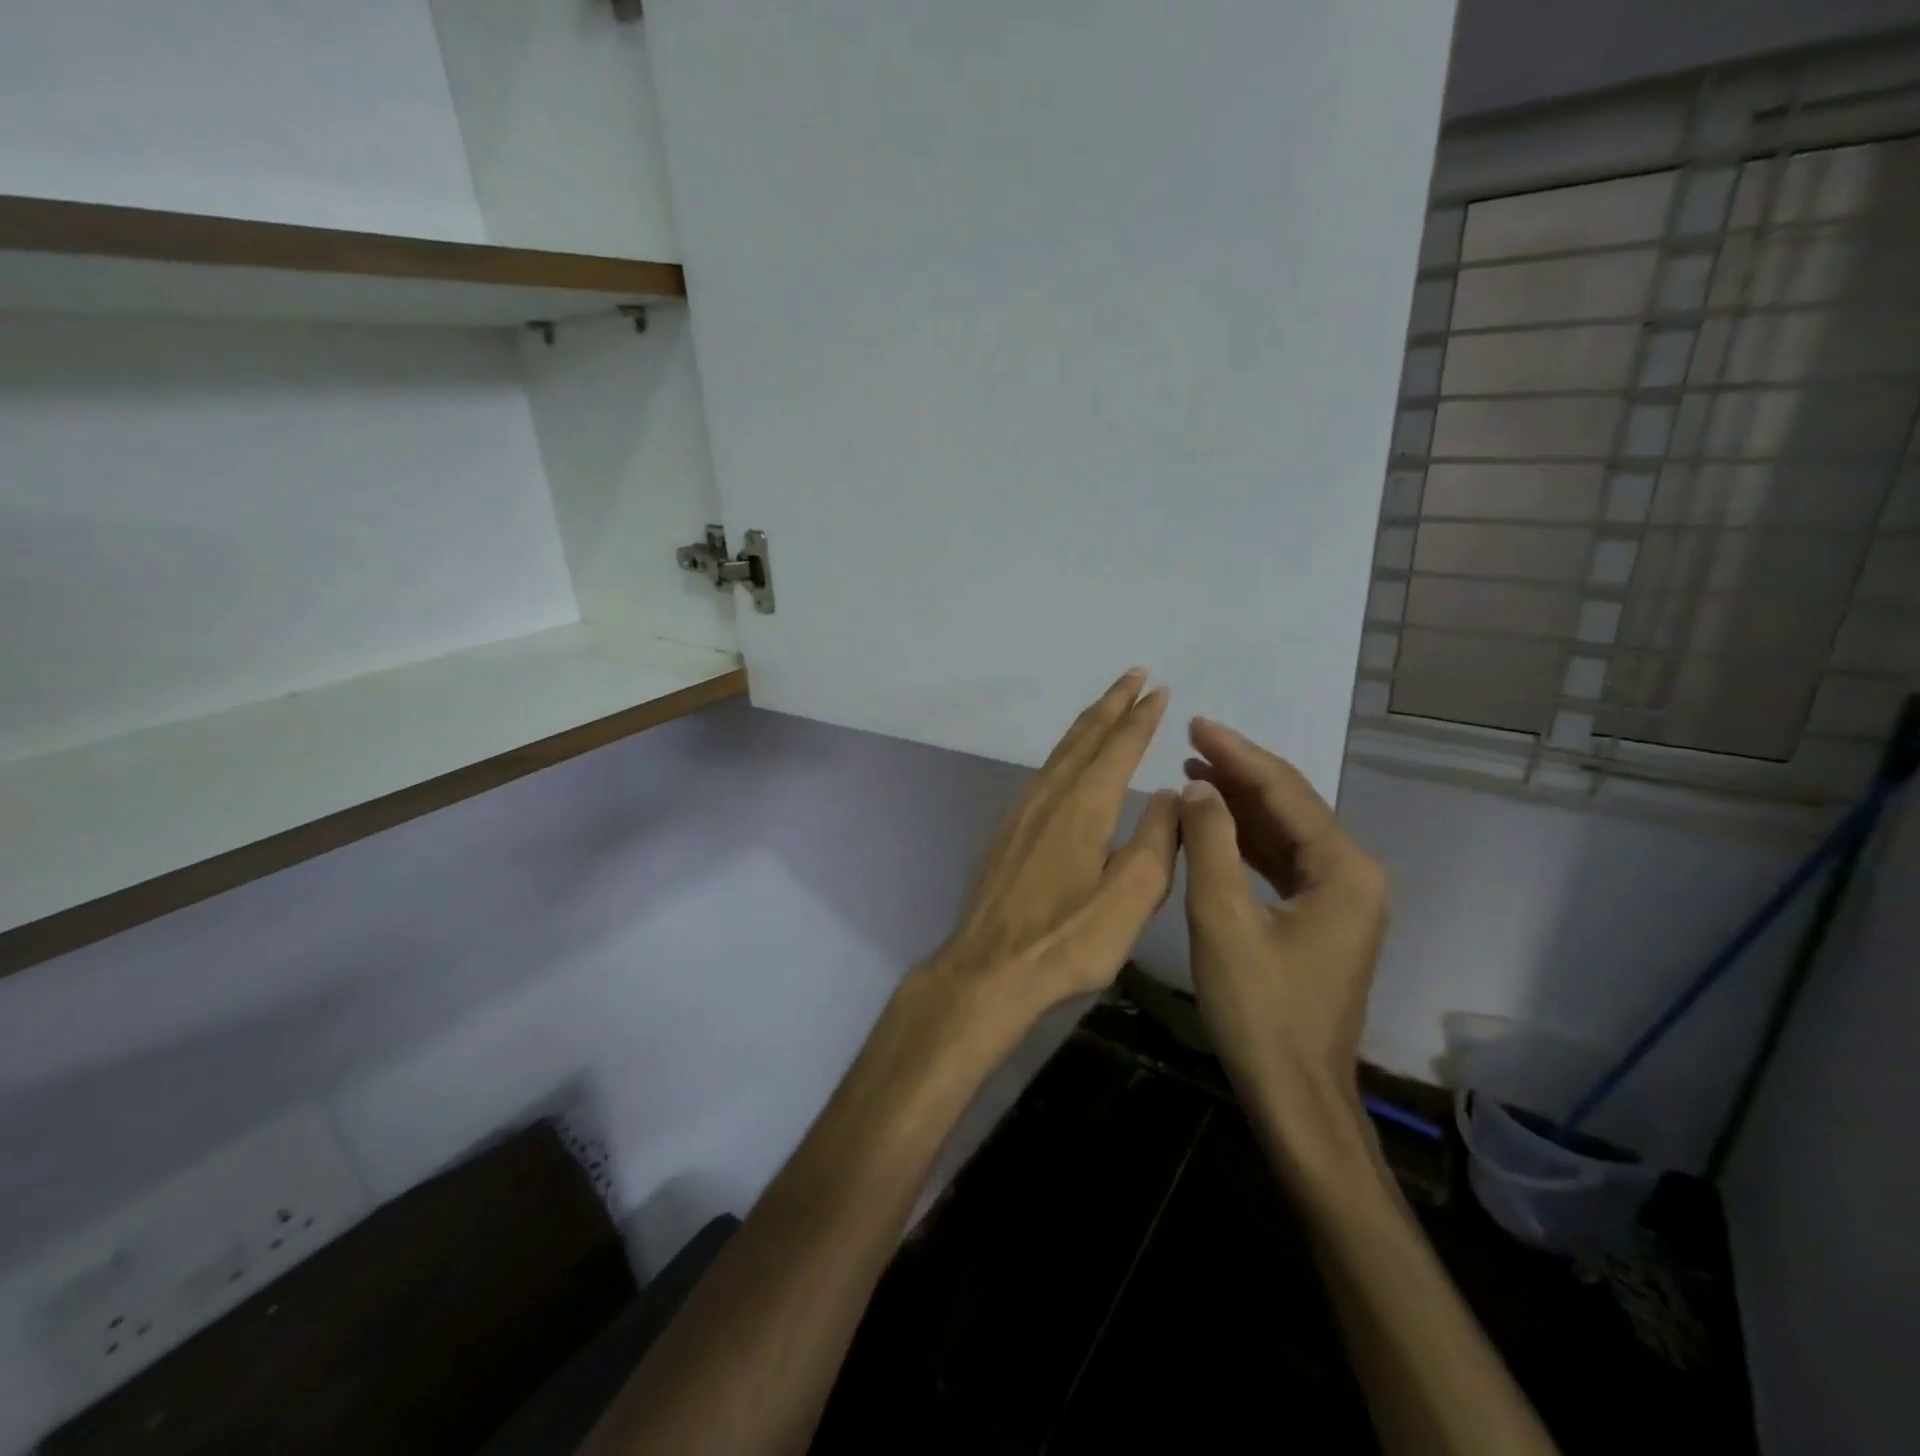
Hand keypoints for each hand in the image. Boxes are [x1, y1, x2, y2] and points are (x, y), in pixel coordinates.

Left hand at [916, 669, 1179, 1027]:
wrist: (988, 969)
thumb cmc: (1066, 939)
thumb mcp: (1131, 897)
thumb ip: (1157, 840)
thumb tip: (1171, 794)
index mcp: (1084, 804)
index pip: (1119, 746)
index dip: (1141, 717)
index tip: (1160, 690)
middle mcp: (1050, 795)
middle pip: (1084, 737)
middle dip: (1113, 704)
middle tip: (1135, 675)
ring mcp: (1022, 811)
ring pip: (1060, 752)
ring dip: (1087, 725)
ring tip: (1107, 707)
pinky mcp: (1007, 831)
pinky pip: (1044, 773)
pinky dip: (1066, 753)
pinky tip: (1069, 764)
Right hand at [1178, 717, 1390, 1126]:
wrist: (1295, 1095)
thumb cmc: (1259, 1009)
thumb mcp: (1222, 919)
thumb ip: (1209, 844)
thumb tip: (1197, 788)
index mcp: (1344, 869)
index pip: (1285, 792)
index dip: (1237, 754)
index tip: (1196, 722)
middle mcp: (1355, 874)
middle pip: (1291, 806)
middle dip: (1239, 772)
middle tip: (1190, 740)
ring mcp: (1343, 898)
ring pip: (1285, 833)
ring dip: (1240, 804)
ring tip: (1193, 773)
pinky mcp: (1323, 918)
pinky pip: (1282, 862)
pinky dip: (1246, 840)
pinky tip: (1213, 824)